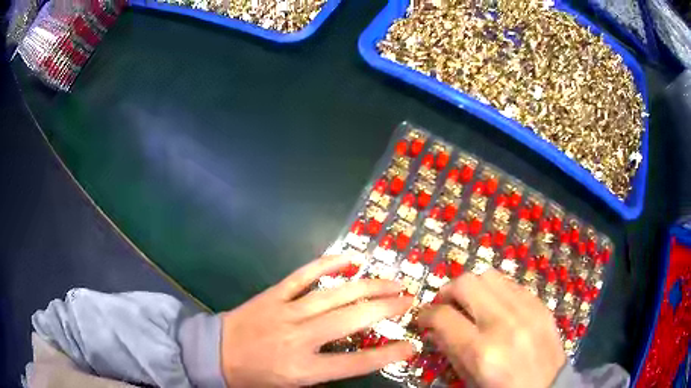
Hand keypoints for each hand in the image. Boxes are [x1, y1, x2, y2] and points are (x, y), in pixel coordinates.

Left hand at [220, 254, 414, 386]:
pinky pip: (303, 275)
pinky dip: (327, 264)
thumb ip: (325, 372)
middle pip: (352, 319)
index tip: (412, 346)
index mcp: (302, 369)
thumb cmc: (254, 377)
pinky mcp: (273, 294)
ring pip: (335, 294)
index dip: (388, 354)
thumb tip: (356, 357)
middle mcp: (299, 337)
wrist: (214, 354)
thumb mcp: (292, 386)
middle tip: (410, 300)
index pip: (356, 363)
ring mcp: (286, 311)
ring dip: (368, 286)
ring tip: (393, 282)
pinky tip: (349, 258)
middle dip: (386, 308)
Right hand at [418, 269, 565, 387]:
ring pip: (488, 275)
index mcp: (482, 351)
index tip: (423, 319)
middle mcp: (504, 323)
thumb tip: (434, 328)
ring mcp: (526, 309)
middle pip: (466, 283)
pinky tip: (494, 306)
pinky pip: (510, 284)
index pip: (443, 316)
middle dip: (447, 290)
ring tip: (469, 302)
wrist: (547, 387)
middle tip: (444, 305)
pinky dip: (494, 290)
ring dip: (472, 286)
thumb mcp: (470, 379)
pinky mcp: (540, 303)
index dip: (426, 314)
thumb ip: (450, 350)